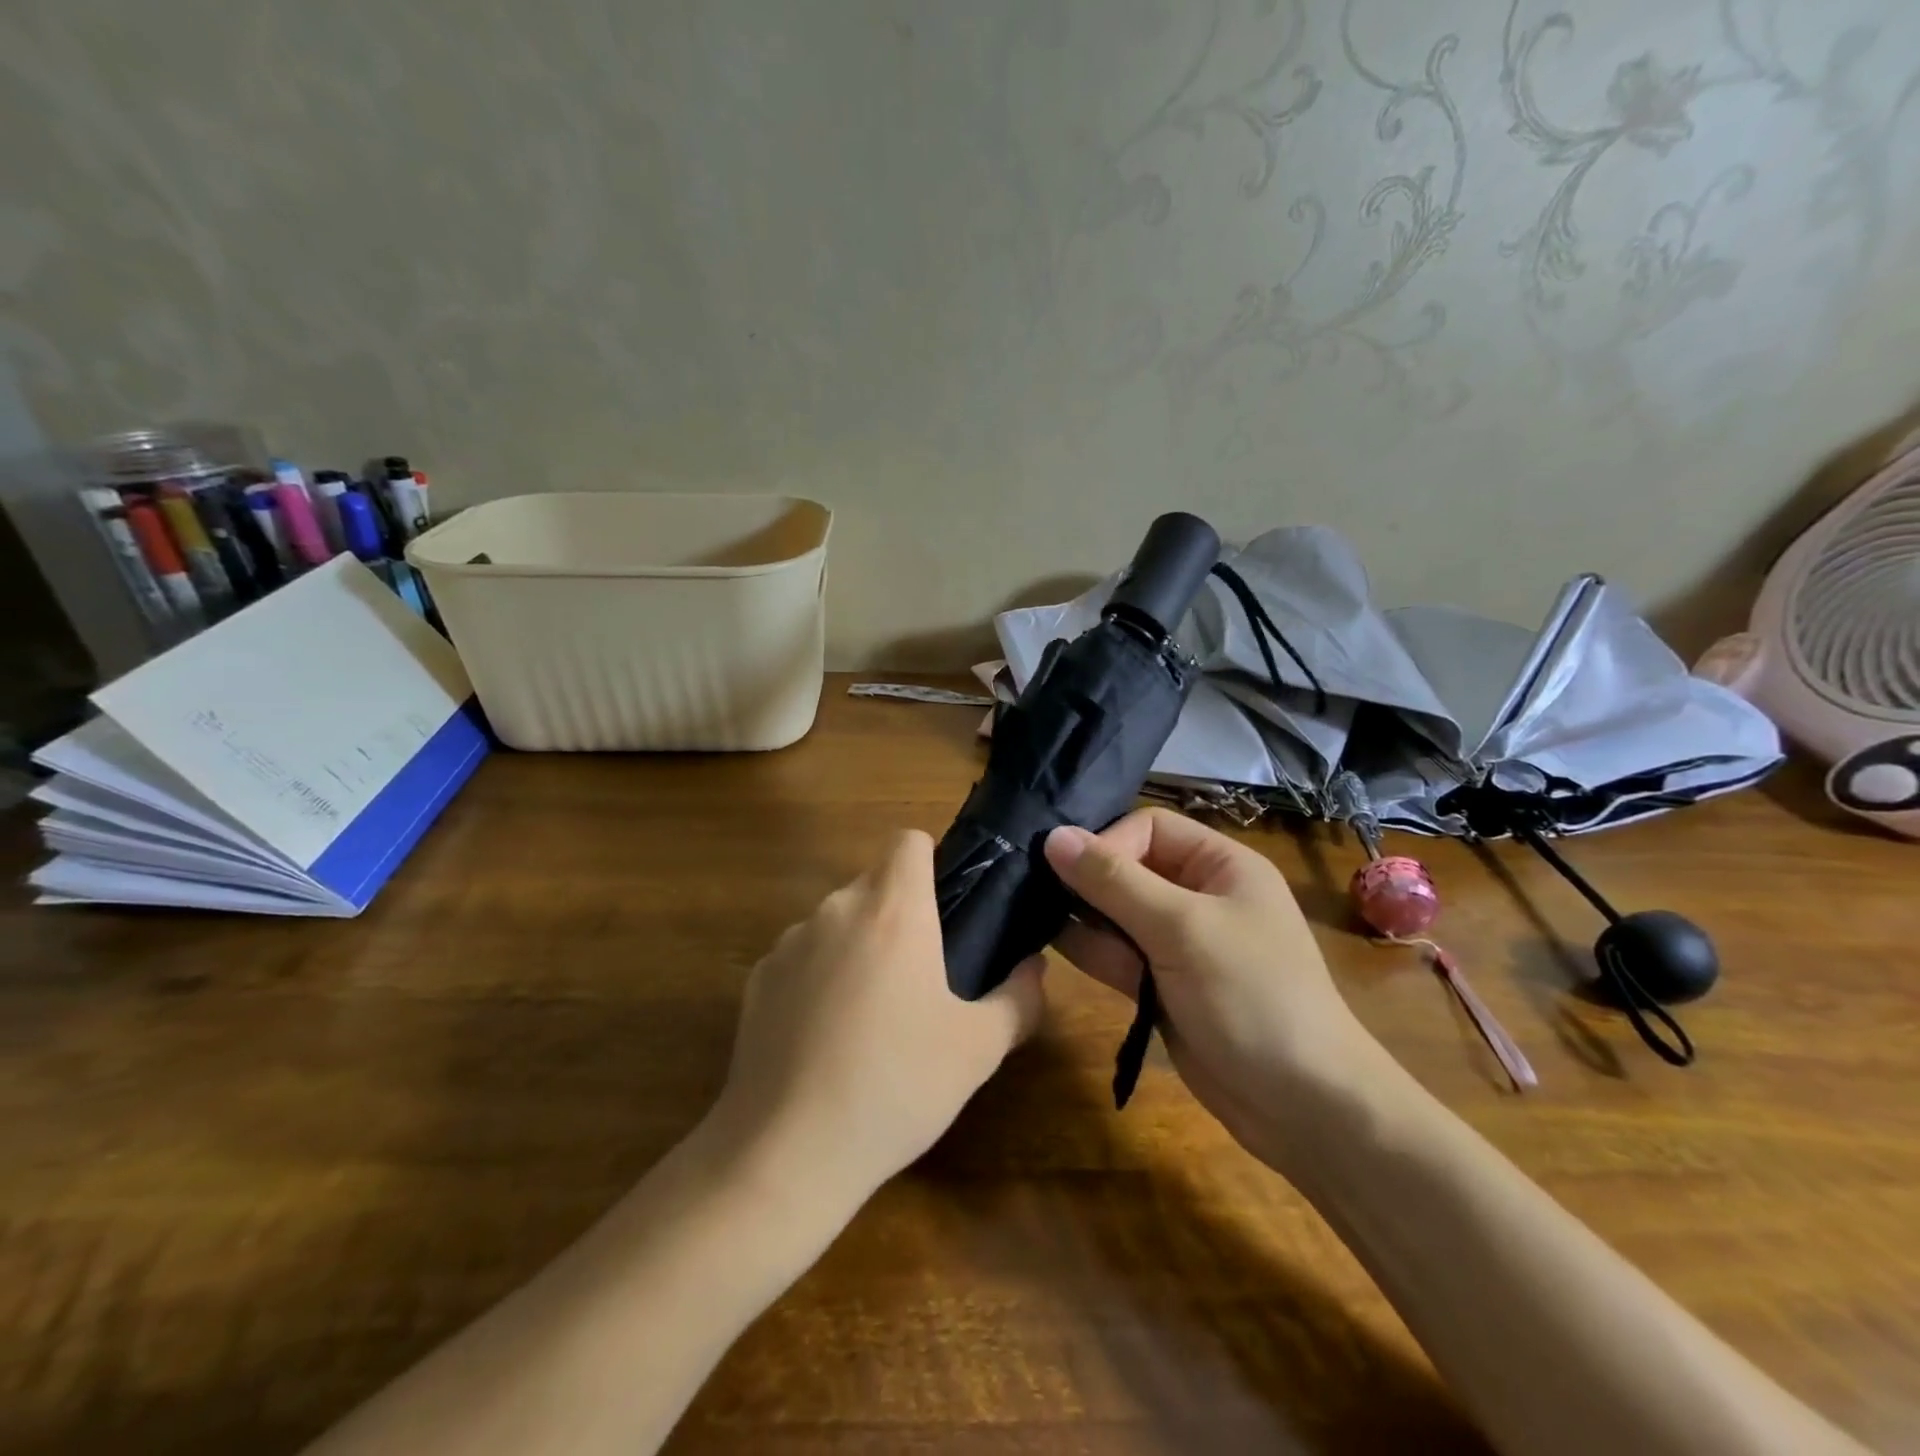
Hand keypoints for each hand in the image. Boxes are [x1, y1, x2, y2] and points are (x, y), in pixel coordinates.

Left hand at [708, 830, 1044, 1208]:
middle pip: (874, 882)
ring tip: (872, 1014)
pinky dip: (819, 976)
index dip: (930, 860)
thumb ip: (1019, 998)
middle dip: (899, 912)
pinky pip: (801, 957)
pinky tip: (825, 1038)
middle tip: (922, 975)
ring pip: (837, 920)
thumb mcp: (979, 1049)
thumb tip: (1033, 967)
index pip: (908, 840)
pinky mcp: (757, 978)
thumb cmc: (897, 1086)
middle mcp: (837, 909)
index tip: (945, 908)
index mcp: (893, 910)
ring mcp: (789, 942)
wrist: (788, 1151)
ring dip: (858, 945)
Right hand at [1045, 809, 1382, 1165]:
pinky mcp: (1161, 984)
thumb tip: (1054, 836)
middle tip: (1031, 888)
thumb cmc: (1250, 996)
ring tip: (1031, 916)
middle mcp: (1198, 896)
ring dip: (1081, 915)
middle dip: (1086, 879)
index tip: (1070, 873)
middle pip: (1129, 869)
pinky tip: (1047, 943)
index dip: (1109, 843)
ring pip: (1116, 913)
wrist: (1303, 1107)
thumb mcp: (1181, 928)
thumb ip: (1114, 881)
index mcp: (1220, 866)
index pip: (1149, 828)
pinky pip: (1117, 954)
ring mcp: (1178, 943)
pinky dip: (1089, 949)